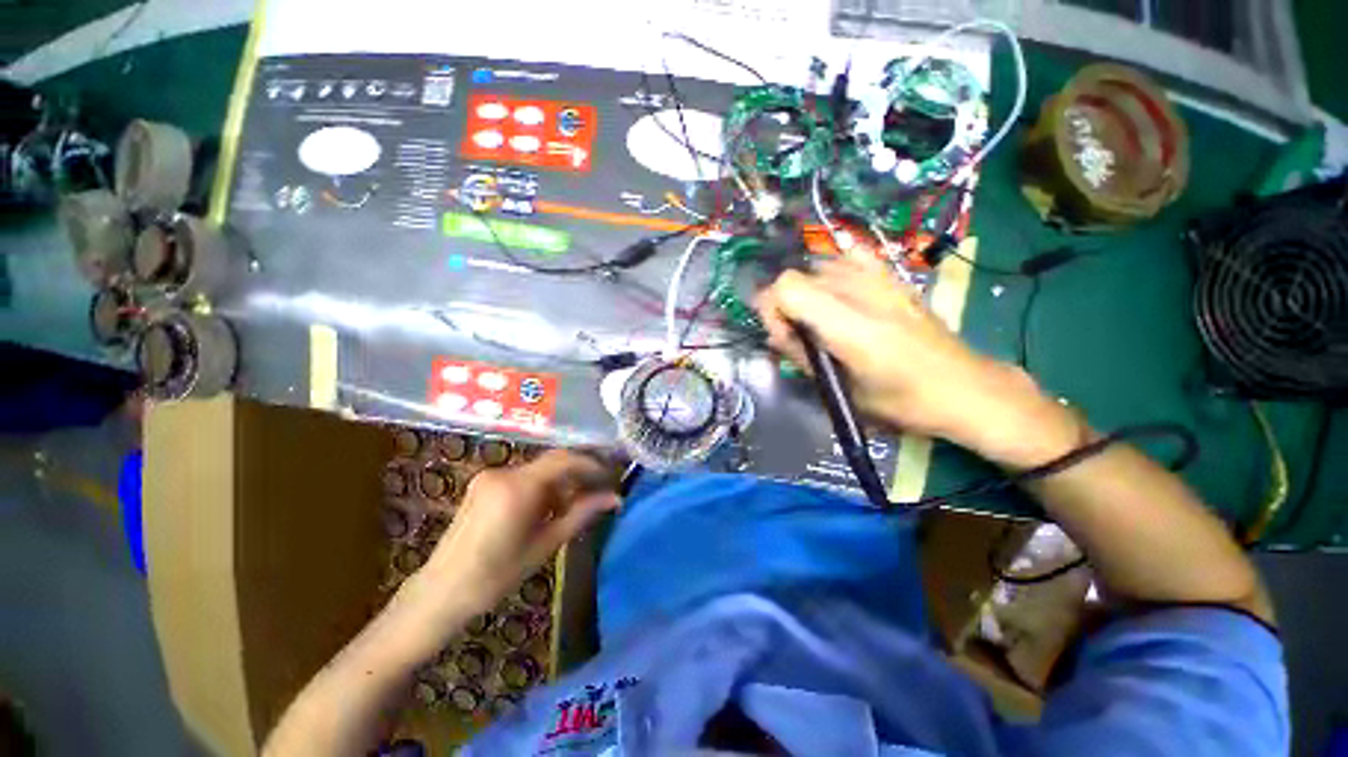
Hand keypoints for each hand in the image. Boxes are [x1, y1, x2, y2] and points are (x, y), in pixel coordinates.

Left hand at [423, 450, 619, 613]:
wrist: (441, 591)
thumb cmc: (497, 575)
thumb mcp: (546, 544)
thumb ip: (582, 514)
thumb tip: (614, 498)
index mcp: (518, 487)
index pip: (565, 459)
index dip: (591, 464)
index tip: (610, 476)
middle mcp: (503, 472)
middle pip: (552, 461)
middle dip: (578, 472)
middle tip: (598, 489)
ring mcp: (490, 476)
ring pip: (539, 468)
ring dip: (560, 481)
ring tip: (575, 504)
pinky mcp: (483, 483)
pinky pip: (523, 476)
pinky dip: (542, 486)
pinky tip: (548, 508)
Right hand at [755, 254, 1083, 468]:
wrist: (965, 387)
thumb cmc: (903, 402)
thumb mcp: (844, 391)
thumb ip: (803, 357)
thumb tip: (775, 335)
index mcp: (850, 327)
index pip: (788, 287)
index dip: (772, 307)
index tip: (781, 334)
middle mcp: (862, 292)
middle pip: (798, 275)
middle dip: (785, 303)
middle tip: (797, 334)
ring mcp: (881, 279)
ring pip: (818, 265)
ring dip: (807, 291)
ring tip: (819, 319)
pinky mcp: (894, 277)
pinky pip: (850, 257)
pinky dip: (834, 271)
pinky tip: (840, 292)